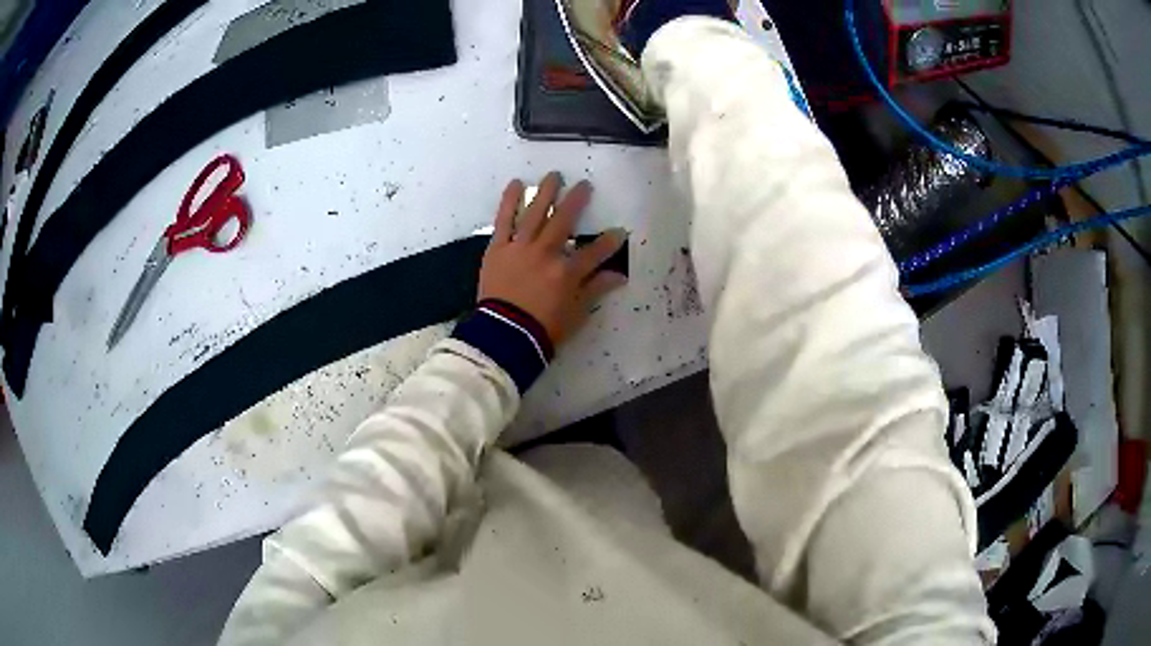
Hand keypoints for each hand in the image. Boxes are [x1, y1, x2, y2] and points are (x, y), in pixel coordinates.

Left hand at [478, 173, 627, 346]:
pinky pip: (504, 220)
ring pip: (535, 213)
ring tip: (554, 175)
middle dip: (576, 201)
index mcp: (567, 272)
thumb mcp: (576, 313)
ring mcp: (520, 247)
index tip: (619, 232)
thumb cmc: (543, 329)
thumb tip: (619, 276)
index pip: (594, 252)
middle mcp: (546, 253)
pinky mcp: (498, 248)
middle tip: (585, 185)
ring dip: (546, 192)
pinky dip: (509, 201)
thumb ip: (596, 289)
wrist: (503, 335)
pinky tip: (516, 184)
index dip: (609, 242)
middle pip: (564, 221)